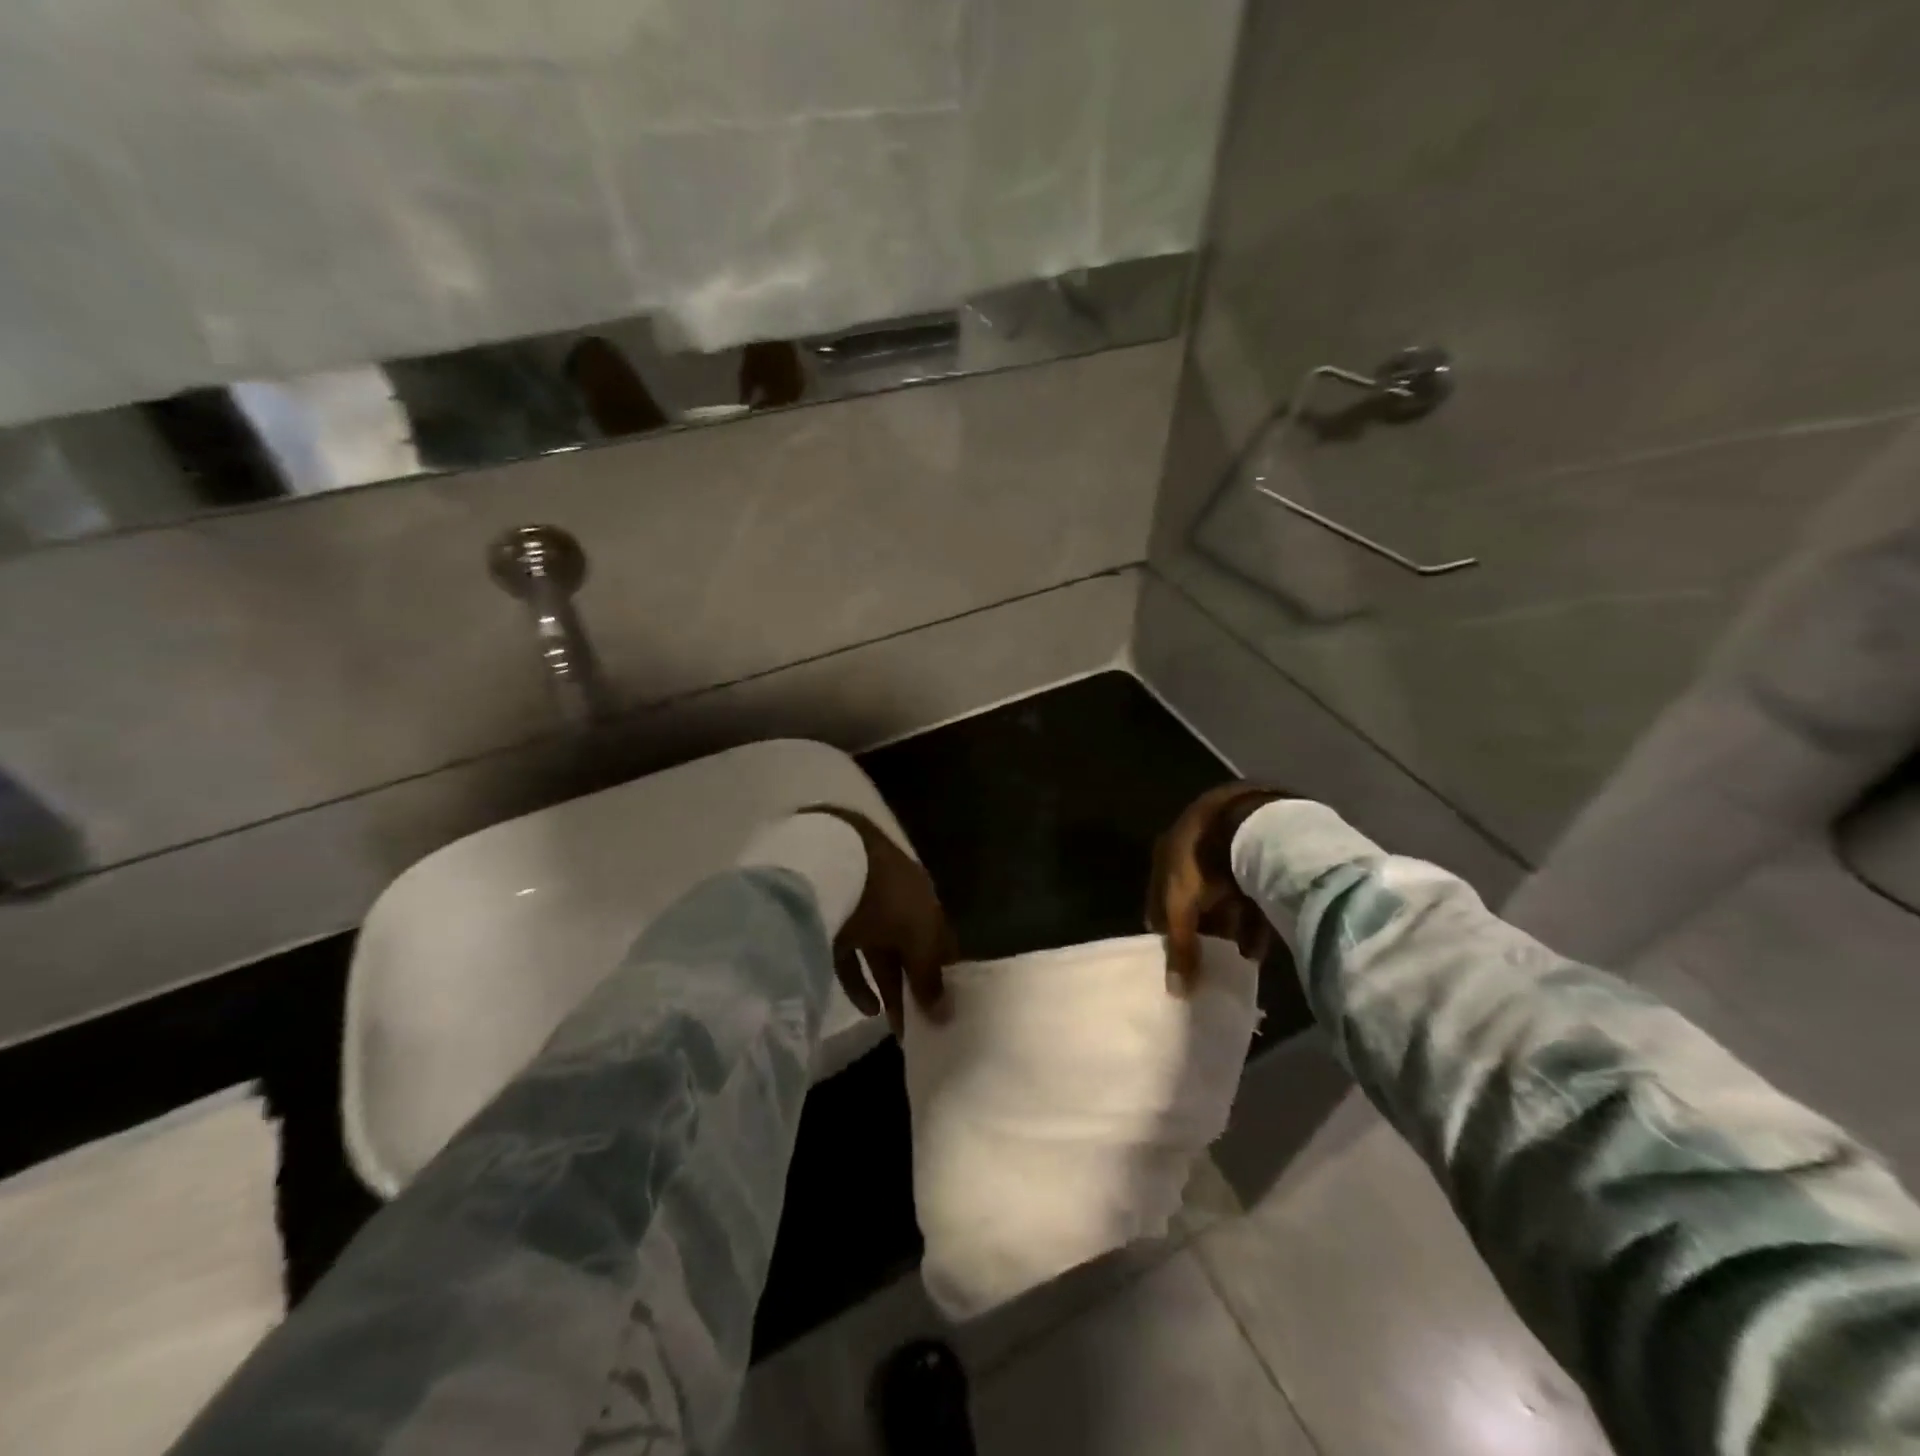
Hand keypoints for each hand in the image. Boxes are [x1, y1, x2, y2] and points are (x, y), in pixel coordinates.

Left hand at [804, 806, 957, 1035]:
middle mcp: (894, 898)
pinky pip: (847, 957)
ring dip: (890, 986)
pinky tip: (868, 1010)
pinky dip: (858, 983)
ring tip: (897, 1025)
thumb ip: (930, 974)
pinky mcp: (828, 920)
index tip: (951, 1005)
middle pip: (909, 946)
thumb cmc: (885, 896)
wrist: (825, 861)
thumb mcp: (918, 934)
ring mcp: (859, 907)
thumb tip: (946, 1014)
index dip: (946, 969)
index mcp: (922, 893)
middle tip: (922, 1025)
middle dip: (916, 983)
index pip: (940, 935)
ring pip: (879, 952)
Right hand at [1146, 783, 1285, 993]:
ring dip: (1227, 928)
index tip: (1173, 957)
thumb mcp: (1181, 907)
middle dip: (1199, 929)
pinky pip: (1252, 897)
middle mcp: (1192, 851)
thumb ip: (1179, 946)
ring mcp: (1226, 852)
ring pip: (1222, 899)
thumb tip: (1176, 990)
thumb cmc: (1202, 862)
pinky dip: (1252, 923)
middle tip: (1206, 960)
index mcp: (1166, 854)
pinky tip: (1257, 949)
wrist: (1251, 821)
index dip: (1163, 928)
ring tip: (1234, 961)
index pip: (1157, 897)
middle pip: (1191, 898)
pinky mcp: (1256, 859)